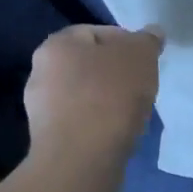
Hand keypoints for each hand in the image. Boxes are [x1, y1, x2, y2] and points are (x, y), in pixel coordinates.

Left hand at [23, 24, 163, 166]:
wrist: (81, 159)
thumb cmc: (110, 96)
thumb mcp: (141, 56)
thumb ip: (148, 40)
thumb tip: (152, 33)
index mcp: (57, 44)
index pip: (98, 32)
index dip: (128, 43)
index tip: (147, 62)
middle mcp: (41, 70)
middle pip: (90, 63)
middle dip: (117, 72)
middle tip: (143, 85)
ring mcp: (41, 106)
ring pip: (85, 93)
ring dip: (108, 98)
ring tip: (132, 112)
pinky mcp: (48, 137)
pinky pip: (81, 119)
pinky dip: (100, 121)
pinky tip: (117, 132)